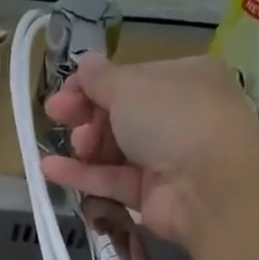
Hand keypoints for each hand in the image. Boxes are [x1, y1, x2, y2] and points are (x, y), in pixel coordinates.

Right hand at [41, 53, 258, 248]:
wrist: (209, 184)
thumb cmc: (173, 117)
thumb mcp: (130, 86)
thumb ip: (100, 79)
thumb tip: (84, 64)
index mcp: (183, 78)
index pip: (131, 79)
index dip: (94, 85)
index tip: (63, 92)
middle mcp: (177, 117)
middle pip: (120, 115)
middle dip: (87, 114)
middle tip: (59, 116)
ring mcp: (165, 159)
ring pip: (115, 150)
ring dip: (86, 145)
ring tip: (72, 144)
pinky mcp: (150, 196)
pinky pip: (112, 181)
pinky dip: (82, 175)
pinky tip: (49, 169)